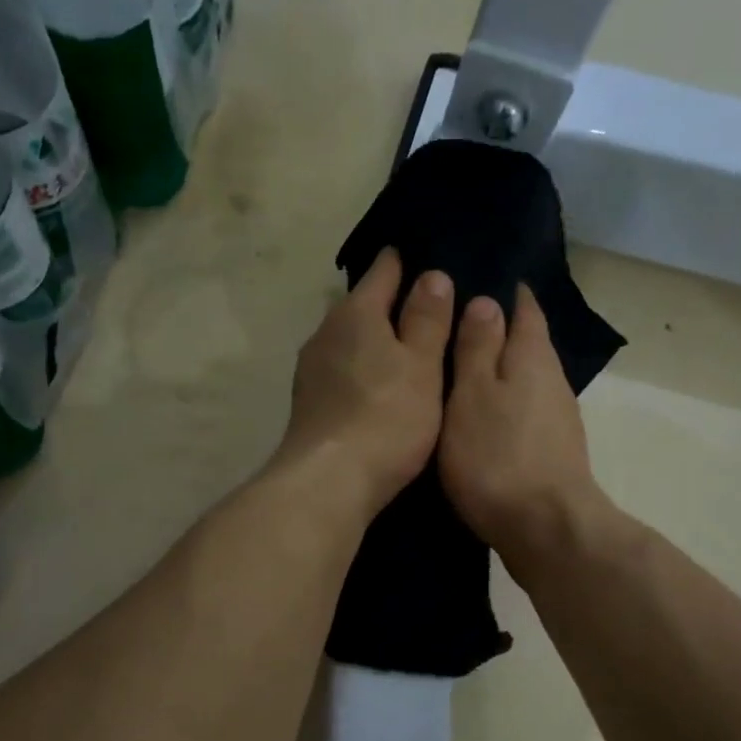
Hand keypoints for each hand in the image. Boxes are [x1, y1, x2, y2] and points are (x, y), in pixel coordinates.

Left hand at [277, 249, 452, 517]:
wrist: (329, 482)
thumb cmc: (386, 417)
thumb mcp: (422, 366)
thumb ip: (427, 320)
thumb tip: (432, 276)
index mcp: (355, 313)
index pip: (384, 271)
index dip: (406, 262)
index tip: (428, 258)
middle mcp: (325, 333)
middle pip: (362, 306)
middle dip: (391, 305)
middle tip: (429, 310)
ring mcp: (311, 370)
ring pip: (349, 341)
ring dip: (374, 341)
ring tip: (407, 349)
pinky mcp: (308, 403)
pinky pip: (342, 371)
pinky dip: (362, 370)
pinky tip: (378, 386)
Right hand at [439, 285, 605, 567]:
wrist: (544, 529)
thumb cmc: (498, 456)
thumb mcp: (472, 394)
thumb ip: (477, 347)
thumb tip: (487, 301)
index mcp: (532, 356)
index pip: (524, 307)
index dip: (503, 290)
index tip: (473, 278)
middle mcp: (551, 380)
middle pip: (525, 343)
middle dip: (496, 331)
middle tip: (451, 325)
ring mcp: (555, 418)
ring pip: (522, 380)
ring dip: (496, 371)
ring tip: (457, 370)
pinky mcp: (550, 451)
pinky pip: (521, 411)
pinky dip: (501, 405)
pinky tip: (478, 416)